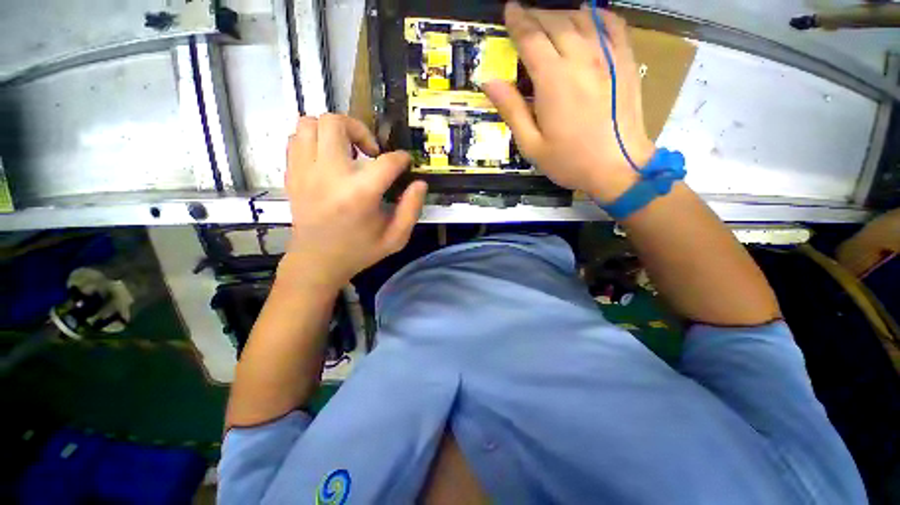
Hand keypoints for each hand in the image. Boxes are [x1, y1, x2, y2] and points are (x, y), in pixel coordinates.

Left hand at [281, 114, 427, 289]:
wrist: (317, 262)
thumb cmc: (360, 251)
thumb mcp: (396, 238)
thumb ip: (412, 209)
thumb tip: (420, 183)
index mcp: (359, 194)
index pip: (386, 161)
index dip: (401, 159)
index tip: (404, 163)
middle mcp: (329, 175)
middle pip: (337, 123)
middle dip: (360, 130)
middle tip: (370, 152)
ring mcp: (305, 172)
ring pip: (311, 123)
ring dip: (334, 131)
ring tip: (347, 151)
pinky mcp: (292, 174)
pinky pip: (297, 137)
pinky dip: (315, 139)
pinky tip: (328, 158)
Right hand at [483, 2, 654, 201]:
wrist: (618, 168)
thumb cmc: (569, 161)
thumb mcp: (531, 145)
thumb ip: (512, 111)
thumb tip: (489, 82)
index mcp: (554, 81)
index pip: (531, 38)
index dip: (518, 21)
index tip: (509, 9)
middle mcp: (581, 59)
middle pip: (555, 22)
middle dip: (537, 15)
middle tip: (524, 15)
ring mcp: (608, 57)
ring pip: (582, 18)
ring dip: (562, 13)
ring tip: (549, 19)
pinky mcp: (626, 62)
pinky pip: (614, 25)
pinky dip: (598, 15)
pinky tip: (589, 16)